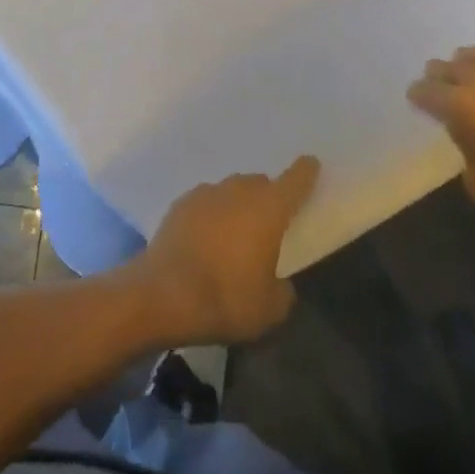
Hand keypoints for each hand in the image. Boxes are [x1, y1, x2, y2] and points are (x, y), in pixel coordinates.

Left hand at [127, 158, 319, 345]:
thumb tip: (278, 282)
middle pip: (259, 184)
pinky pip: (205, 203)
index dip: (305, 172)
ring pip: (230, 191)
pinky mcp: (180, 204)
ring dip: (236, 206)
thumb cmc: (226, 299)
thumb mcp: (269, 310)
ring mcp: (206, 193)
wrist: (163, 294)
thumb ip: (282, 291)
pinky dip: (210, 215)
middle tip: (268, 225)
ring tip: (234, 235)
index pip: (294, 181)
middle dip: (266, 198)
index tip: (311, 163)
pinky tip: (205, 239)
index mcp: (268, 208)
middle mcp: (238, 191)